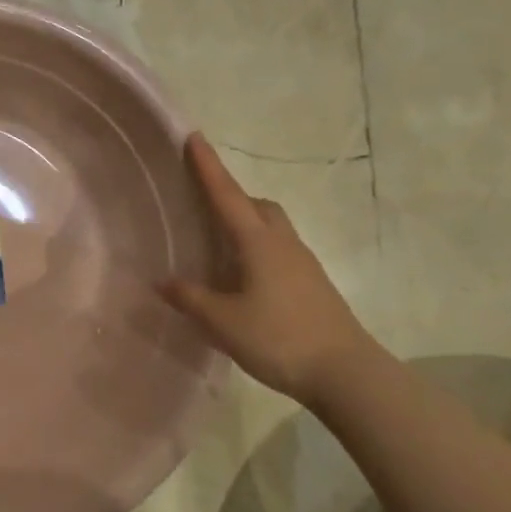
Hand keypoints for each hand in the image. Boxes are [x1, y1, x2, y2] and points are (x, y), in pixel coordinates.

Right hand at [158, 133, 377, 405]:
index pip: (226, 195)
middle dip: (232, 195)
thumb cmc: (279, 339)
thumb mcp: (222, 321)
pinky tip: (245, 277)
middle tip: (204, 202)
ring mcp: (303, 264)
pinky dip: (258, 248)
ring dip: (248, 222)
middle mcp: (282, 243)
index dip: (208, 166)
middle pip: (257, 205)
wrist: (347, 375)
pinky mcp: (313, 284)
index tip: (194, 136)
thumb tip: (162, 281)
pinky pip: (280, 250)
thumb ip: (189, 298)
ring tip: (221, 242)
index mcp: (257, 242)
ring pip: (272, 227)